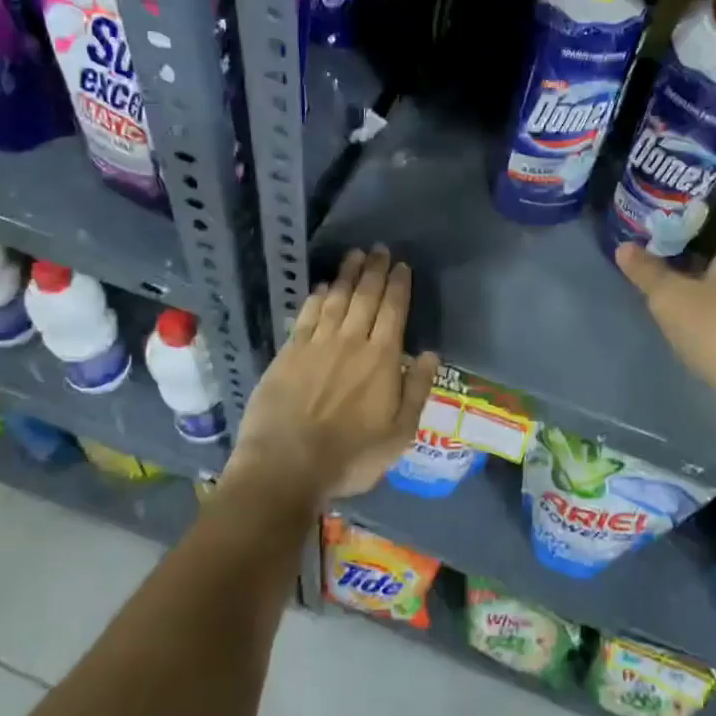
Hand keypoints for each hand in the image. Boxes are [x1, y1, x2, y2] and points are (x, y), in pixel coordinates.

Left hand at [228, 246, 440, 501]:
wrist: (286, 466)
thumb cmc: (350, 456)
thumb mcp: (399, 433)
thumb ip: (416, 390)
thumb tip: (429, 353)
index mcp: (381, 359)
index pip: (394, 311)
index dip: (399, 286)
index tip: (402, 265)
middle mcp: (351, 342)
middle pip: (365, 297)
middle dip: (375, 271)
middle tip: (379, 249)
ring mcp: (317, 344)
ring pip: (336, 299)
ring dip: (348, 275)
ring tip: (355, 255)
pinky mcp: (289, 352)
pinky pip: (307, 315)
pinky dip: (318, 297)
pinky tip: (323, 287)